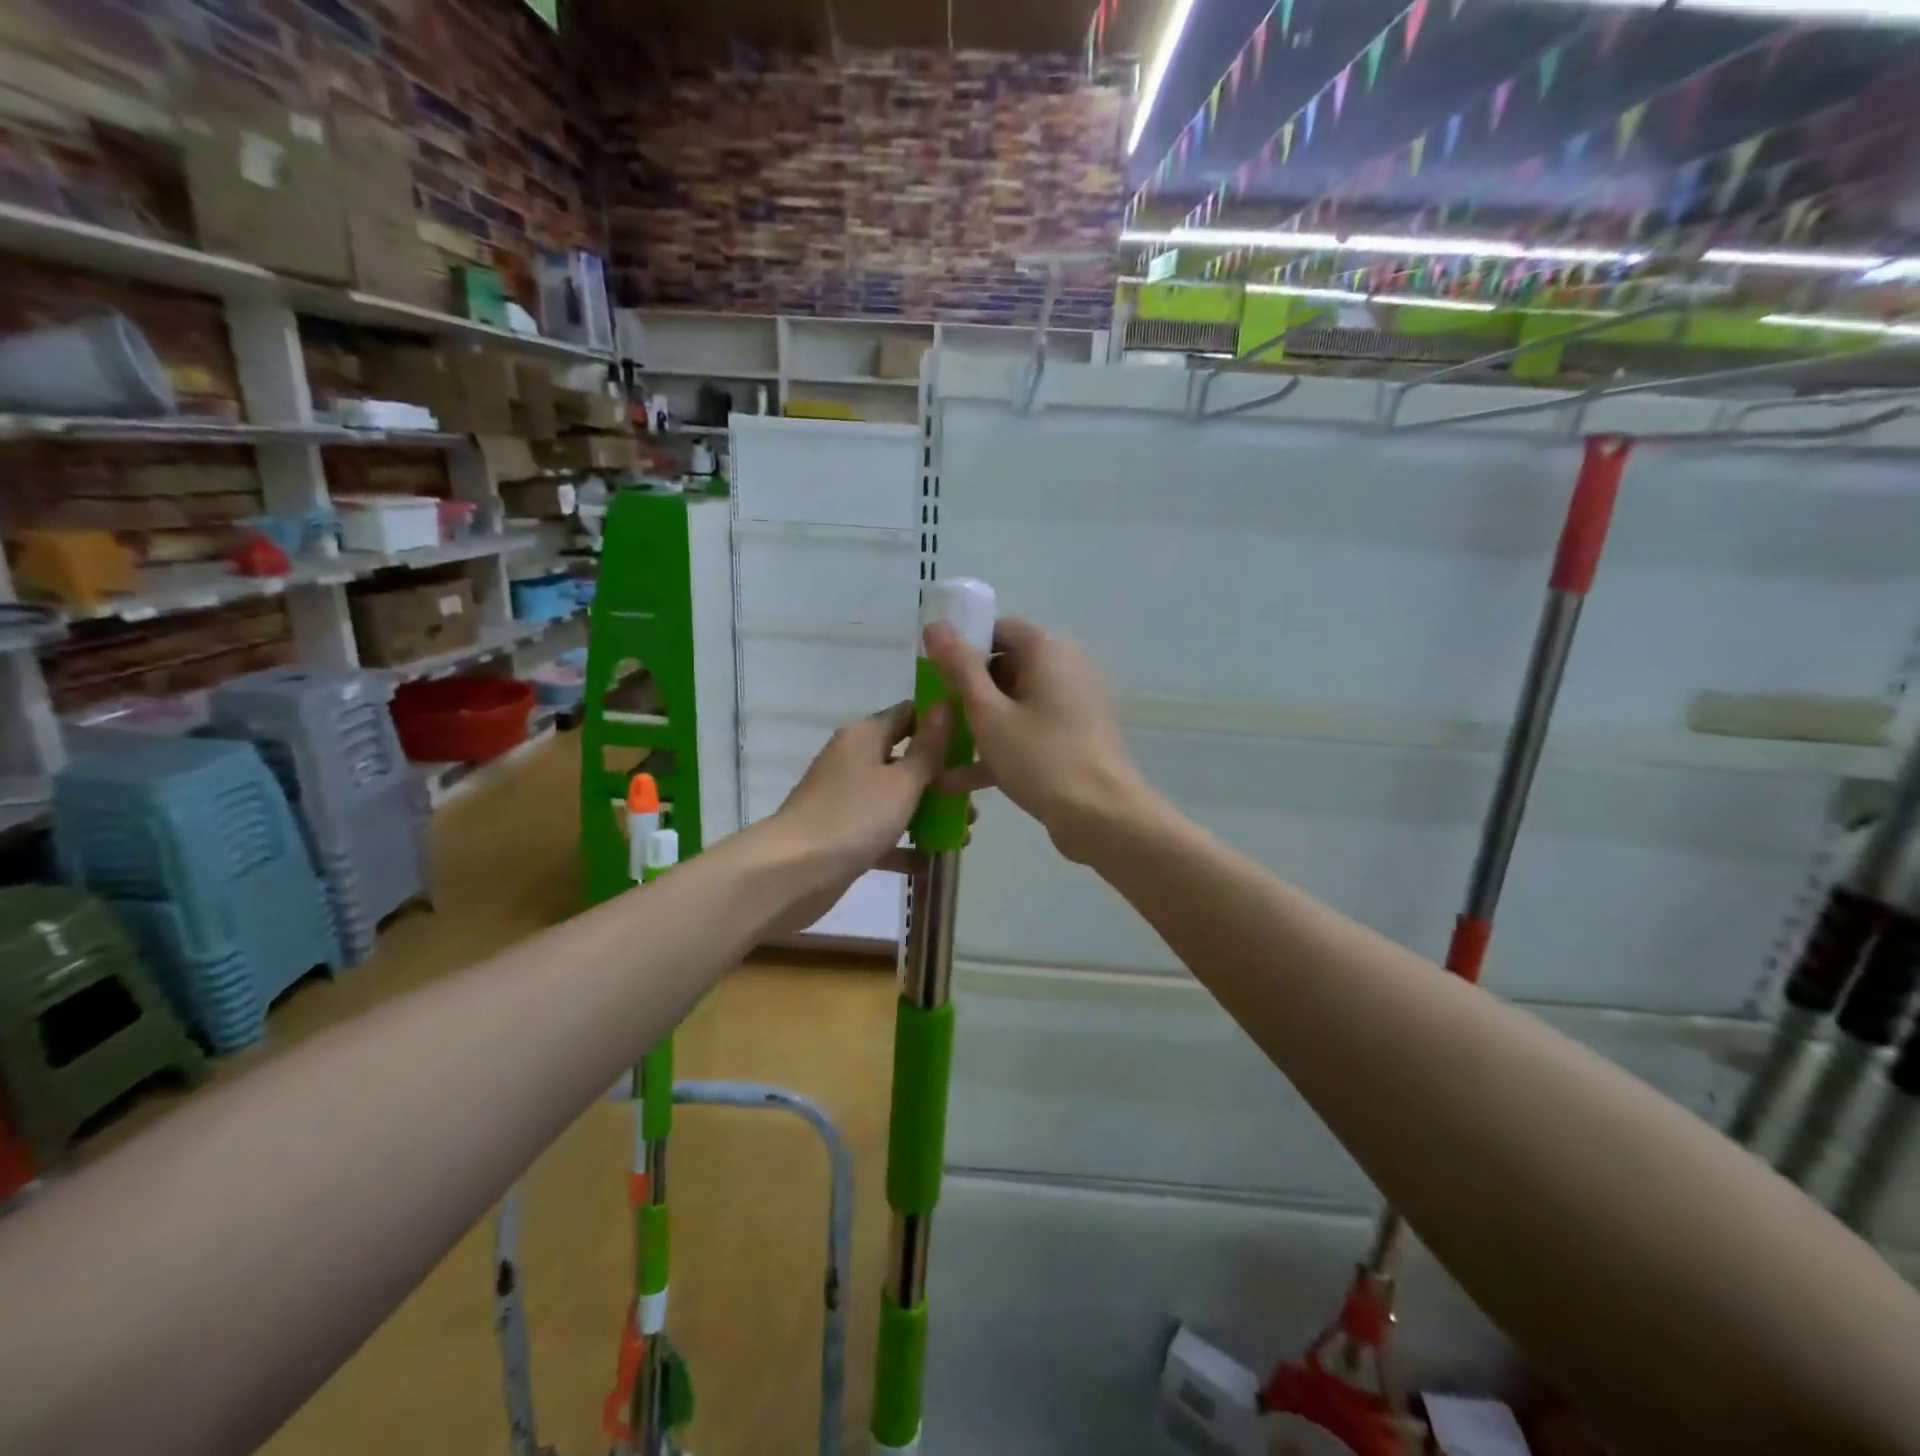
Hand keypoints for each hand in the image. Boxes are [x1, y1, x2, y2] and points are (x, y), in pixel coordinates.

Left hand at [763, 700, 951, 934]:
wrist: (792, 873)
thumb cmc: (853, 817)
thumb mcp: (902, 781)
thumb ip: (929, 748)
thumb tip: (946, 704)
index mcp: (865, 737)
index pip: (908, 714)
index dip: (941, 723)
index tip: (975, 743)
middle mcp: (854, 761)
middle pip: (905, 760)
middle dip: (941, 780)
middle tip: (973, 802)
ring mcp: (846, 800)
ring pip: (896, 799)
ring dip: (928, 815)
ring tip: (963, 835)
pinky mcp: (842, 835)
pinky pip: (881, 834)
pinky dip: (904, 846)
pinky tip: (931, 862)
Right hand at [922, 617, 1153, 864]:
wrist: (1103, 817)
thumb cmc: (1042, 758)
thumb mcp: (989, 713)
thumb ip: (960, 669)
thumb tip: (935, 625)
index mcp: (1050, 653)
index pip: (1003, 629)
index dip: (968, 645)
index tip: (939, 673)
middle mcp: (1067, 671)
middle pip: (1009, 668)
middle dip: (970, 692)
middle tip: (938, 717)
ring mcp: (1074, 708)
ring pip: (1017, 706)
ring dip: (980, 726)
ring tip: (940, 753)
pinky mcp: (1075, 740)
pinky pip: (1031, 733)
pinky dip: (1001, 748)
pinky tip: (958, 781)